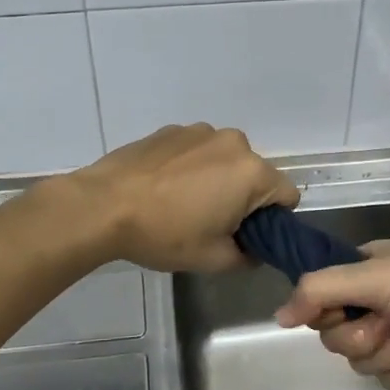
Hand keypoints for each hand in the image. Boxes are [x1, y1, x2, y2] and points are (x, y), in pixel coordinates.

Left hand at [57, 124, 299, 272]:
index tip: (244, 235)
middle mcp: (234, 142)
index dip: (272, 221)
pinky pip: (197, 151)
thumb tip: (252, 250)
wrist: (103, 205)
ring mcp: (200, 131)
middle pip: (255, 175)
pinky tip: (163, 188)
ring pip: (224, 160)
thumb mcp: (213, 259)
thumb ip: (247, 257)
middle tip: (210, 224)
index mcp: (252, 172)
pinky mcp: (171, 130)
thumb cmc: (165, 233)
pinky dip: (190, 167)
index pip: (286, 196)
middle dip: (243, 198)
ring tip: (181, 204)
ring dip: (216, 179)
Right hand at [274, 240, 389, 389]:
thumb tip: (277, 317)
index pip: (320, 294)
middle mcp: (378, 298)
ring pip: (363, 361)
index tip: (345, 310)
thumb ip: (320, 290)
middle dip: (367, 335)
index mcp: (368, 267)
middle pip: (337, 335)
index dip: (328, 310)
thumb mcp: (376, 277)